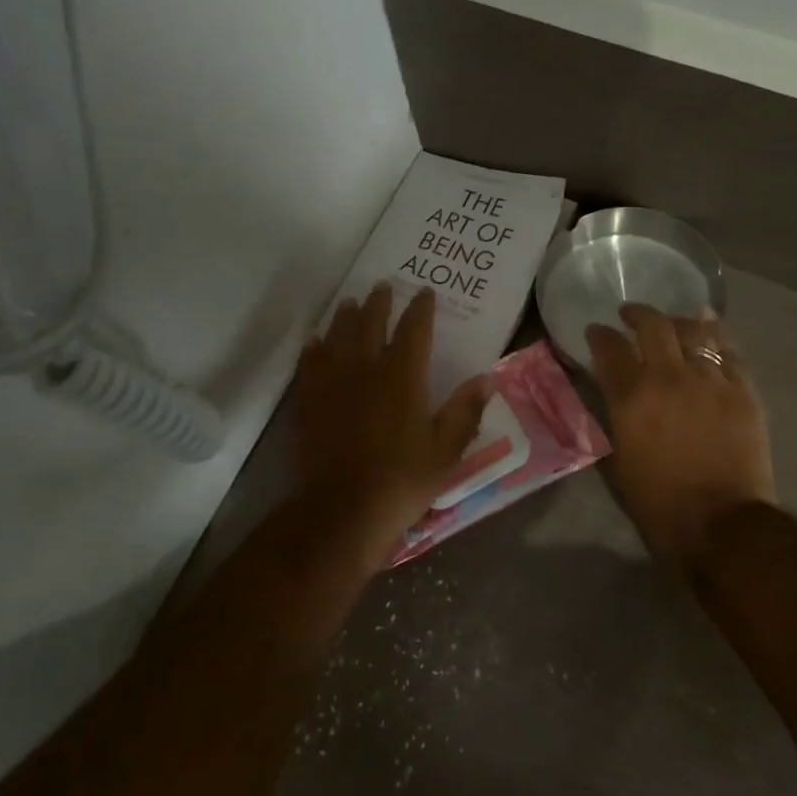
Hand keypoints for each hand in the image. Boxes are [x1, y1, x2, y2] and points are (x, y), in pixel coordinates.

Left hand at [292, 283, 490, 570]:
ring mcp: (333, 382)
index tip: (424, 291)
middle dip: (379, 302)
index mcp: (404, 376)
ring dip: (345, 316)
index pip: (414, 329)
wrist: (342, 509)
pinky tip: (316, 342)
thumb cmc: (402, 479)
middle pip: (370, 322)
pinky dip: (315, 347)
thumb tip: (487, 378)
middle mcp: (367, 368)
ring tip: (349, 303)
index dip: (420, 308)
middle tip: (382, 286)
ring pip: (338, 336)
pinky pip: (310, 362)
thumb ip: (466, 411)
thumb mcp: (447, 450)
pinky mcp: (309, 400)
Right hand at [587, 304, 776, 564]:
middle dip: (637, 314)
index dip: (600, 334)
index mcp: (631, 398)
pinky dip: (715, 334)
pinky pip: (728, 351)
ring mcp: (710, 381)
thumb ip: (615, 417)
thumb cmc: (659, 503)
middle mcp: (669, 378)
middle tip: (630, 315)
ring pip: (694, 331)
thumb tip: (614, 394)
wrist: (722, 524)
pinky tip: (709, 326)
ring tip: (672, 321)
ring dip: (677, 320)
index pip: (610, 348)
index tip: (596, 331)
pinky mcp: (742, 391)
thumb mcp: (619, 460)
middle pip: (653, 326)